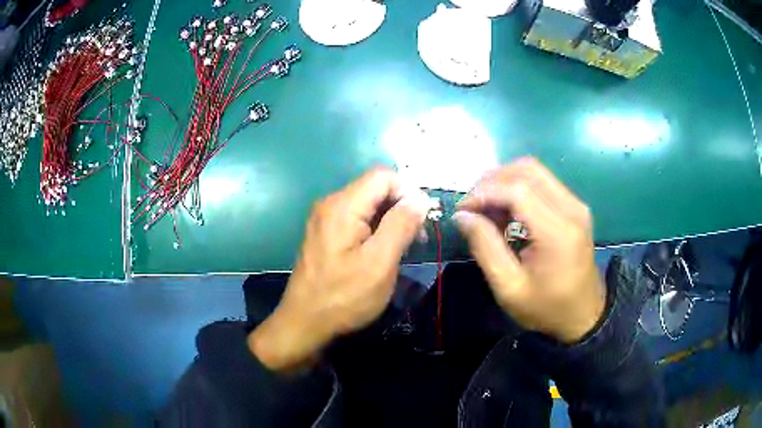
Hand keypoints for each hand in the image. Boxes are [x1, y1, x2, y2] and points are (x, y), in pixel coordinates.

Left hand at [249, 169, 430, 369]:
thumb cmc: (344, 297)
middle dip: (401, 207)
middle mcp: (330, 204)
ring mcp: (325, 219)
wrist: (305, 323)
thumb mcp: (380, 262)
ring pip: (368, 205)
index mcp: (342, 206)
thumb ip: (401, 225)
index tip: (422, 221)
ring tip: (403, 249)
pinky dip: (375, 230)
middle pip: (375, 189)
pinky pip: (356, 220)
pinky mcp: (325, 234)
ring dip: (390, 221)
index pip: (383, 176)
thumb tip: (420, 198)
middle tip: (416, 240)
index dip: (408, 192)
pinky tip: (382, 253)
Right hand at [454, 158, 605, 343]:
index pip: (517, 190)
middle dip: (492, 180)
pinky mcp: (575, 207)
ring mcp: (576, 204)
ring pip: (534, 170)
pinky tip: (506, 210)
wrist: (583, 315)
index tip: (462, 211)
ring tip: (486, 207)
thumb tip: (462, 216)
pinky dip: (519, 188)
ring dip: (504, 181)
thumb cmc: (546, 308)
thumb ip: (485, 247)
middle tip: (471, 205)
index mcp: (557, 231)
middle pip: (526, 170)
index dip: (484, 193)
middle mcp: (571, 208)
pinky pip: (543, 182)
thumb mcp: (509, 287)